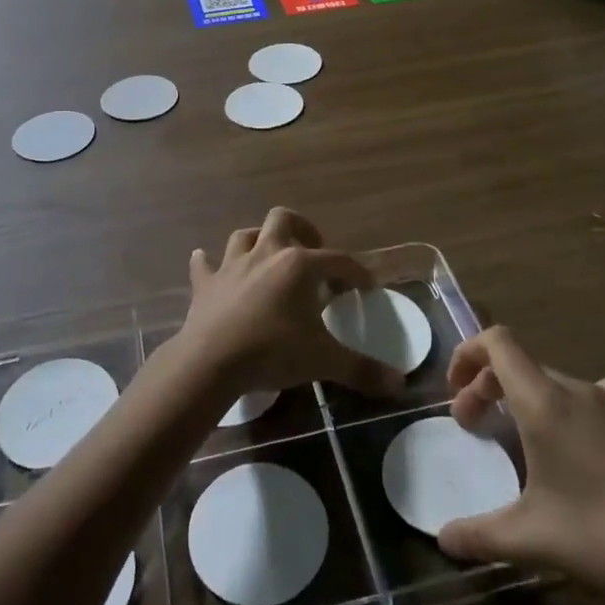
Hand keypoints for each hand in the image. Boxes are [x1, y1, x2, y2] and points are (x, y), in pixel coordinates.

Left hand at [181, 209, 404, 399]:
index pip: (338, 260)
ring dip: (258, 240)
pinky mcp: (206, 284)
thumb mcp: (323, 361)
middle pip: (284, 219)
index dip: (356, 271)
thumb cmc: (273, 352)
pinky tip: (207, 262)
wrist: (211, 361)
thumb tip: (400, 384)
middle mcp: (266, 253)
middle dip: (301, 229)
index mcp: (299, 265)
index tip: (366, 286)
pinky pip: (205, 265)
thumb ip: (362, 369)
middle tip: (313, 253)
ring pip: (245, 235)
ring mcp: (232, 265)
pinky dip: (209, 263)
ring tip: (269, 256)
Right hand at [438, 326, 604, 604]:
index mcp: (544, 401)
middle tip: (477, 428)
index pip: (497, 342)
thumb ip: (480, 535)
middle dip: (489, 388)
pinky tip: (580, 458)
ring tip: (525, 445)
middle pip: (521, 366)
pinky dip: (567, 414)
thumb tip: (442, 540)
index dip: (467, 353)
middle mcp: (578, 389)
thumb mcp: (534, 538)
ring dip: (528, 402)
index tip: (454, 391)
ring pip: (556, 385)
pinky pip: (592, 402)